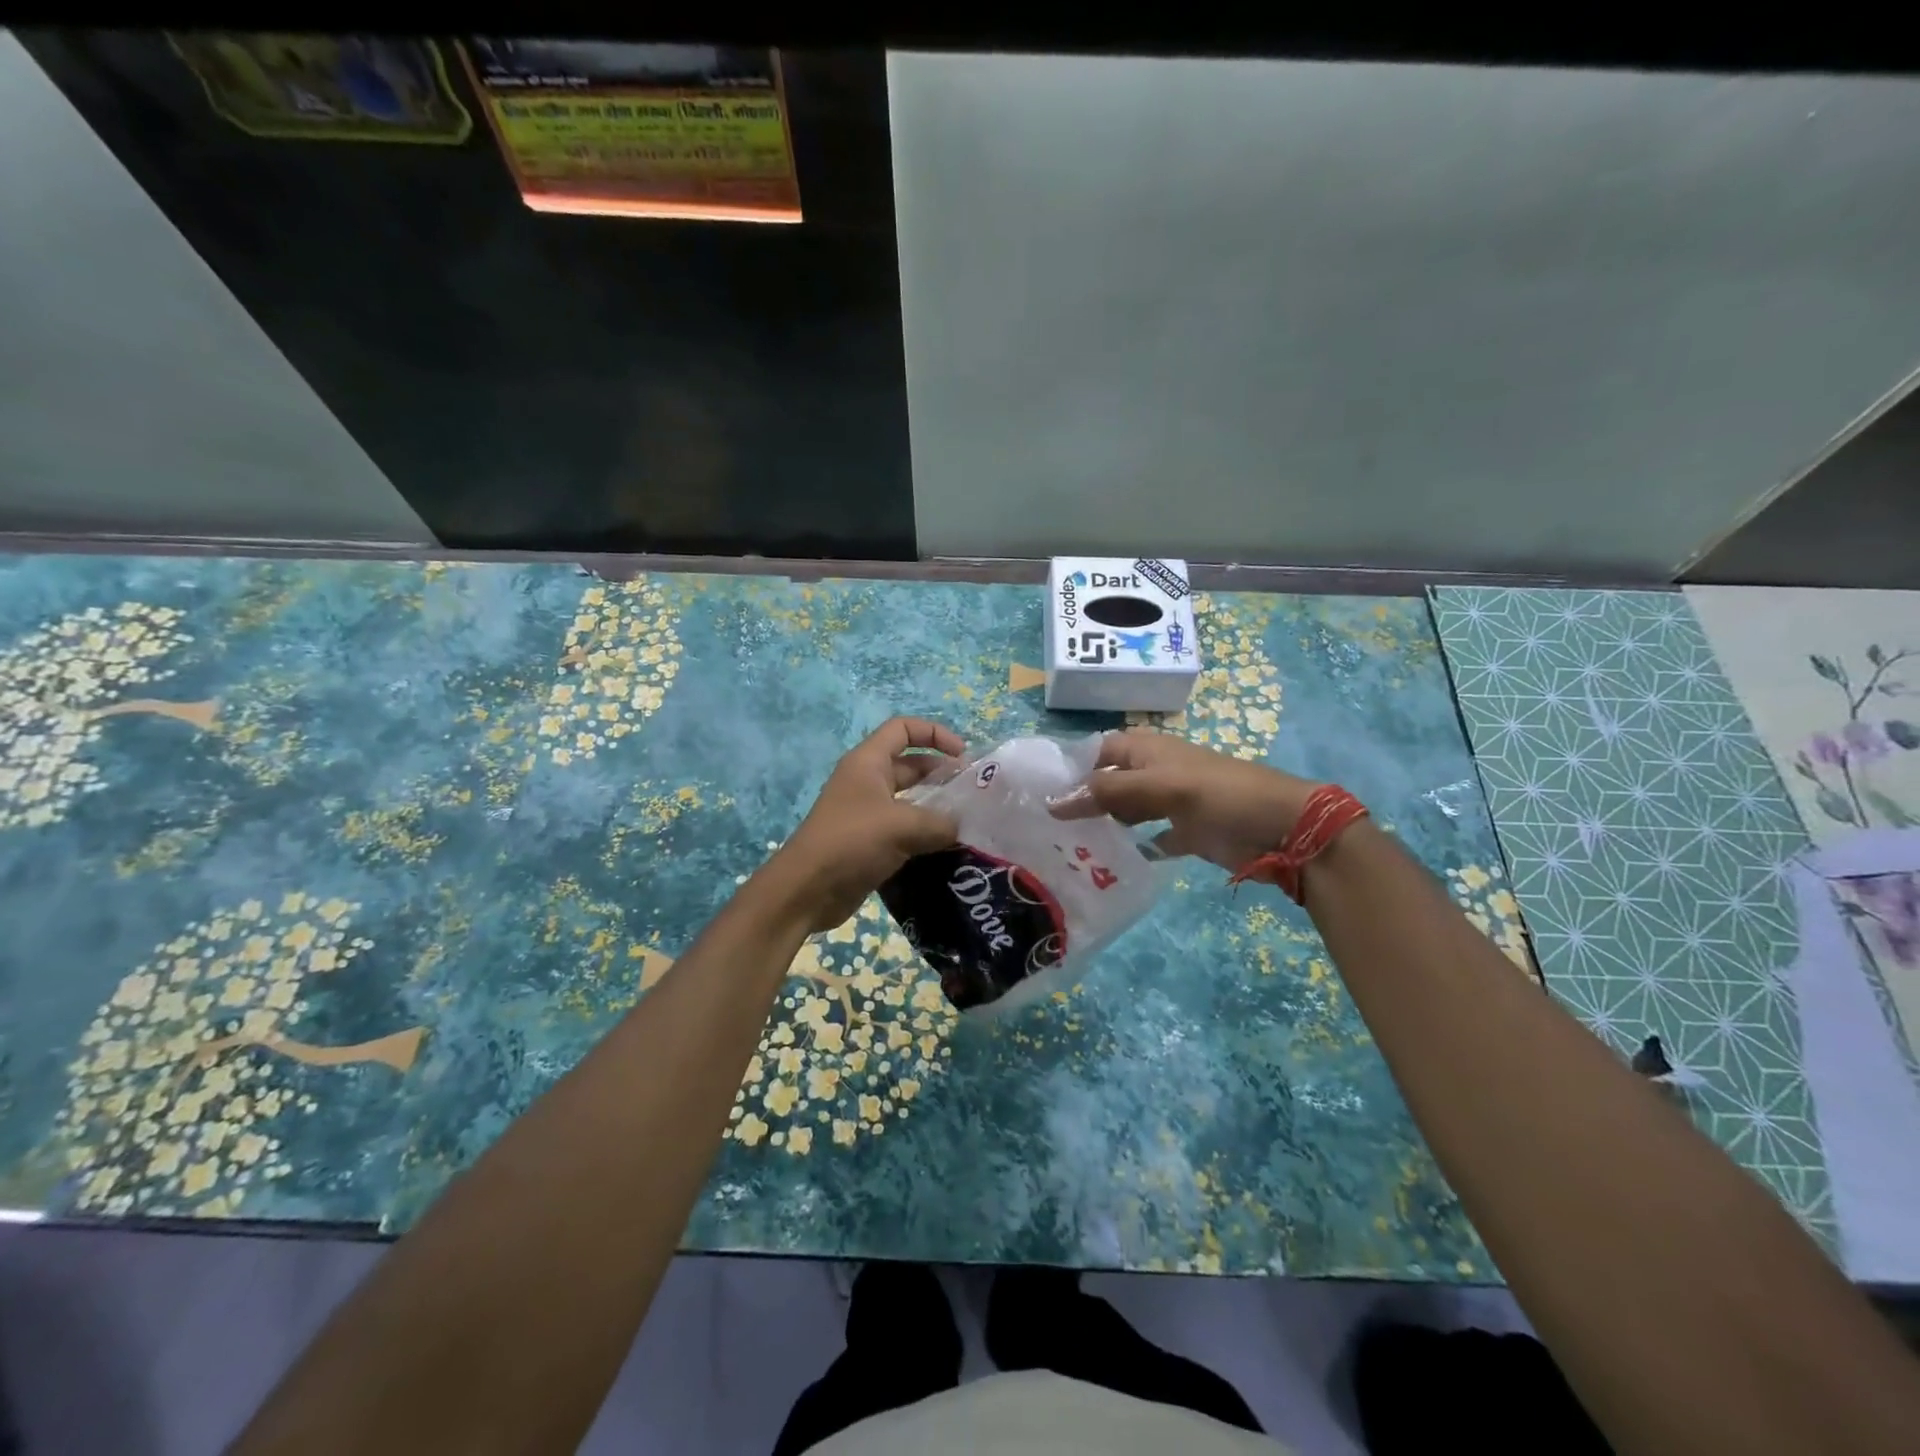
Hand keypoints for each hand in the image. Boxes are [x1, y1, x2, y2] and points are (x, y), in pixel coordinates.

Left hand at [771, 718, 965, 932]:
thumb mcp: (902, 826)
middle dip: (942, 774)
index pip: (903, 729)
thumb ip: (940, 823)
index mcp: (868, 762)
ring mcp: (867, 813)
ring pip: (910, 801)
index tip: (963, 755)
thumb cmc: (851, 842)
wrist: (808, 889)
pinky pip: (904, 829)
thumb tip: (960, 828)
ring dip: (936, 808)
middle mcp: (867, 781)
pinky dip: (925, 835)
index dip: (935, 733)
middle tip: (972, 795)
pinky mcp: (869, 842)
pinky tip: (948, 849)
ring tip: (967, 823)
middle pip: (910, 765)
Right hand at [1050, 729, 1316, 871]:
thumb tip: (1053, 801)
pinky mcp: (1184, 833)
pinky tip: (1107, 863)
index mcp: (1147, 750)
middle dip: (1079, 800)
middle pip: (1107, 783)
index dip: (1069, 768)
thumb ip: (1109, 792)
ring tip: (1065, 847)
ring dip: (1101, 825)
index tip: (1036, 793)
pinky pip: (1148, 838)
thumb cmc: (1222, 795)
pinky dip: (1130, 848)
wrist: (1284, 828)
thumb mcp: (1162, 786)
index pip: (1096, 752)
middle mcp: (1154, 773)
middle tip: (1043, 828)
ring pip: (1124, 811)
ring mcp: (1169, 804)